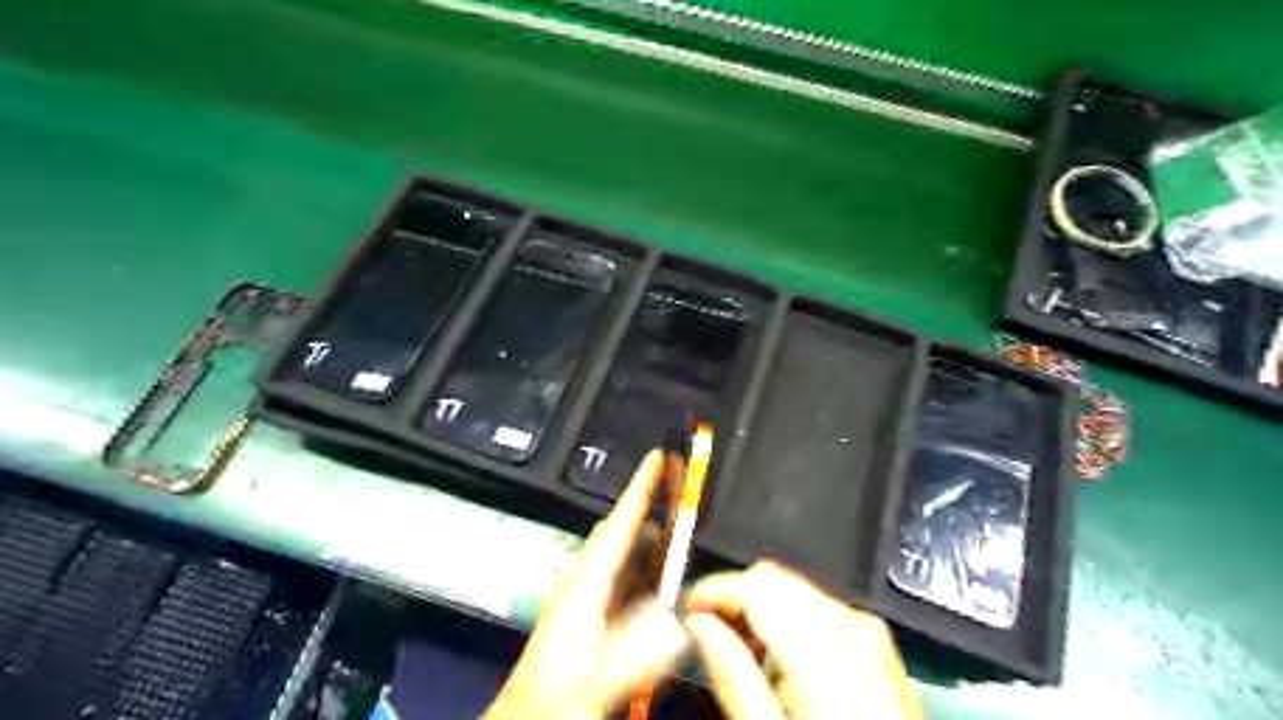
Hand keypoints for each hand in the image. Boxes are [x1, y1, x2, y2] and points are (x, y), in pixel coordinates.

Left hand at [483, 453, 687, 719]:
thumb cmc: (558, 695)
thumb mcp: (608, 674)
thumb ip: (650, 645)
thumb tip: (688, 614)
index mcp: (585, 584)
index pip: (619, 524)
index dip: (641, 487)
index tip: (660, 456)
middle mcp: (584, 579)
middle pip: (620, 532)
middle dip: (652, 511)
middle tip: (686, 502)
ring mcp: (585, 595)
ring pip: (622, 555)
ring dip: (651, 543)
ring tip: (683, 542)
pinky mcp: (589, 611)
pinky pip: (623, 578)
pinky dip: (646, 572)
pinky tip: (665, 587)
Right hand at [687, 562, 916, 718]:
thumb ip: (731, 675)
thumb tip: (697, 623)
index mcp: (827, 646)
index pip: (755, 584)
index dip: (711, 590)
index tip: (686, 609)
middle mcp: (851, 623)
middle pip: (772, 578)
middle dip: (732, 597)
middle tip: (705, 631)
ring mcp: (866, 628)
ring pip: (791, 587)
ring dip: (756, 607)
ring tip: (738, 650)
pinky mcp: (871, 638)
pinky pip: (815, 606)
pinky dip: (784, 618)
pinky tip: (773, 656)